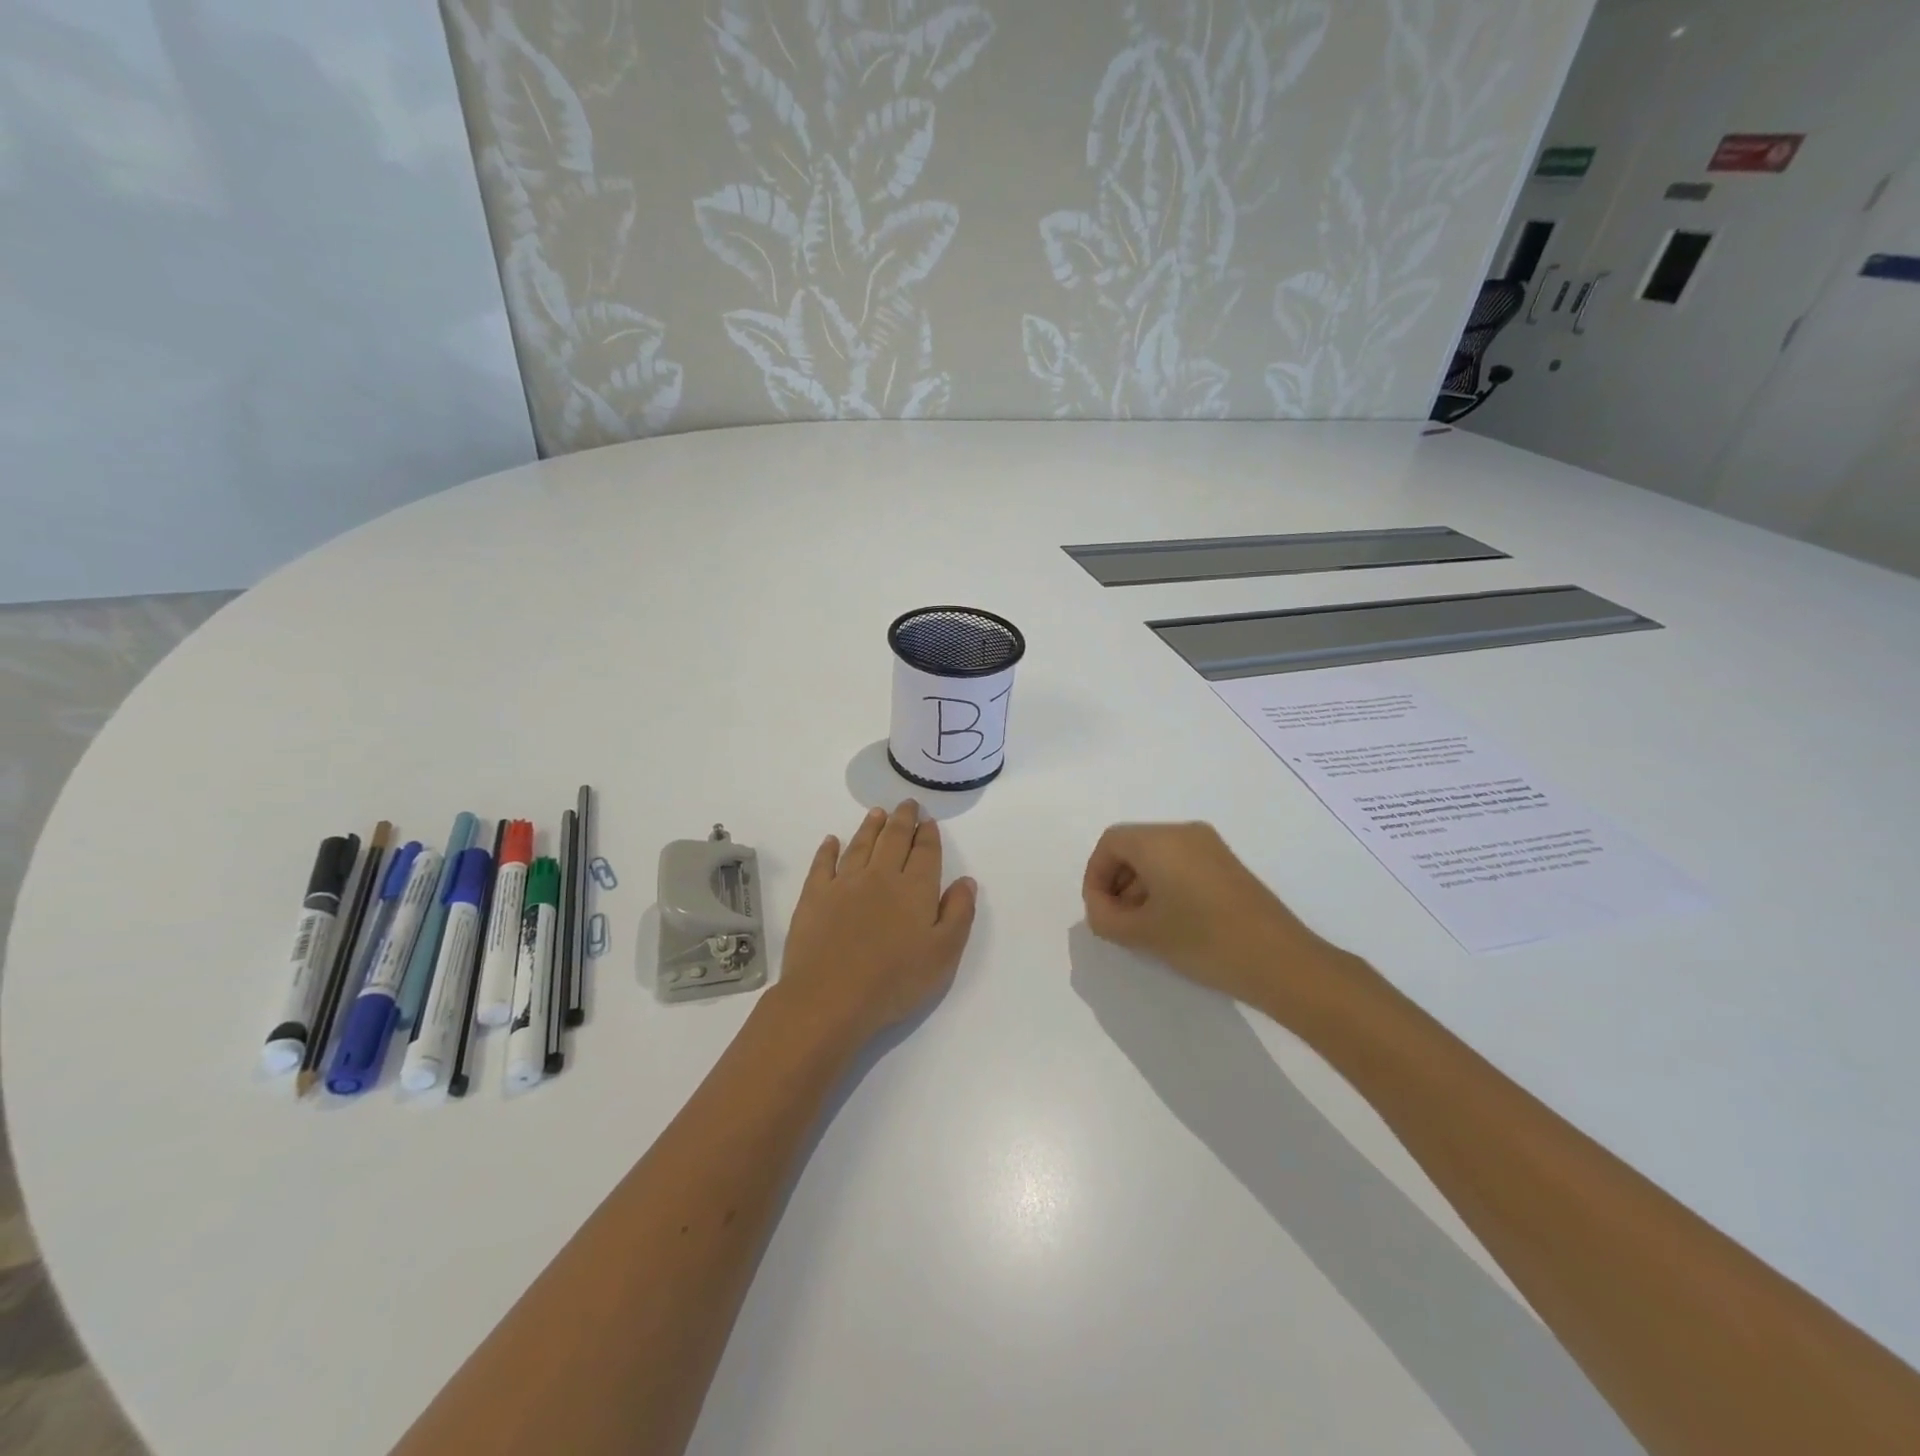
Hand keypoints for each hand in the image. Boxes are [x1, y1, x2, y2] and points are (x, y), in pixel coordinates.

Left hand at [773, 802, 977, 1049]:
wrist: (830, 997)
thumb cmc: (894, 980)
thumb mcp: (943, 954)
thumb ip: (958, 914)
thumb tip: (966, 881)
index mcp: (914, 888)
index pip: (925, 852)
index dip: (928, 835)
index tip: (928, 821)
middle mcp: (880, 876)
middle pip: (893, 839)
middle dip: (903, 819)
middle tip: (907, 803)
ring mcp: (844, 883)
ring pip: (860, 845)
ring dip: (871, 826)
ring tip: (877, 813)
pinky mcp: (814, 896)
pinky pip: (823, 864)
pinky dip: (828, 849)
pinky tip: (832, 841)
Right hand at [1081, 822, 1355, 1021]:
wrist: (1281, 962)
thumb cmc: (1204, 941)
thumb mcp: (1142, 934)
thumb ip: (1104, 918)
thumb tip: (1099, 907)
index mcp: (1161, 840)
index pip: (1110, 843)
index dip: (1095, 876)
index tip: (1099, 913)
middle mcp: (1185, 833)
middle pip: (1133, 846)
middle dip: (1116, 882)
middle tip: (1118, 923)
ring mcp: (1210, 847)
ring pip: (1157, 856)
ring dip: (1139, 887)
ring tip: (1143, 928)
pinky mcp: (1227, 865)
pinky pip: (1181, 864)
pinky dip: (1164, 886)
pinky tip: (1171, 923)